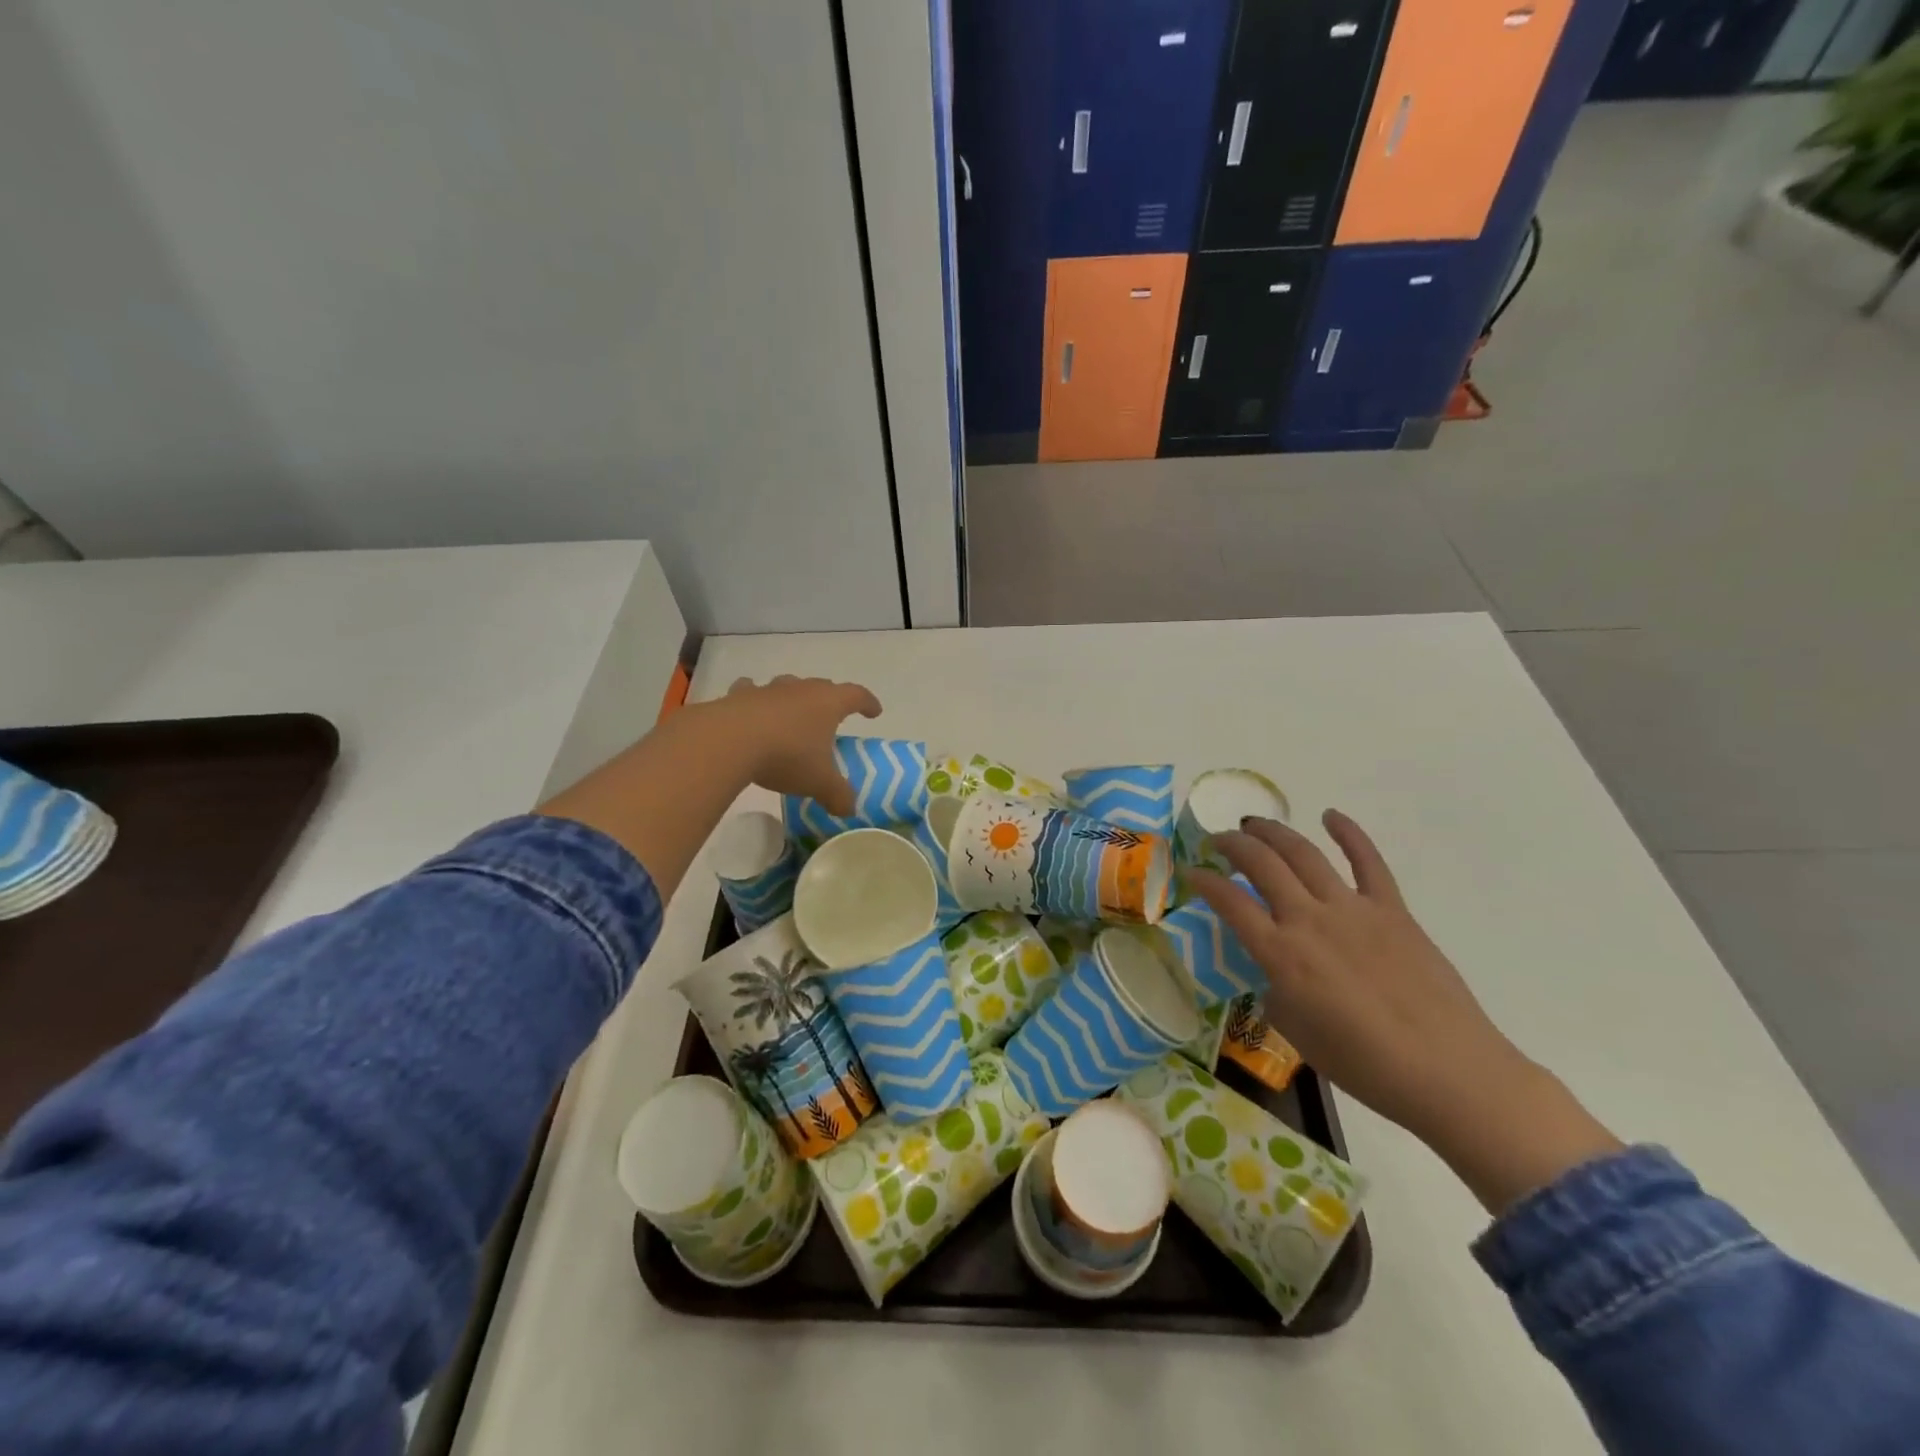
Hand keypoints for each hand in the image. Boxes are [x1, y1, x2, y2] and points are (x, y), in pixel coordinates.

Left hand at [717, 675, 881, 815]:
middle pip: (822, 687)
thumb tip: (849, 809)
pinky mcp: (739, 696)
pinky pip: (751, 691)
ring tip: (792, 714)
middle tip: (832, 716)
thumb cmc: (787, 756)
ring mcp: (769, 690)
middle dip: (830, 700)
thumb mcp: (819, 782)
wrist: (729, 741)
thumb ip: (838, 795)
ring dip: (793, 698)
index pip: (856, 695)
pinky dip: (754, 699)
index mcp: (828, 703)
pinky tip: (751, 708)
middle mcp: (801, 689)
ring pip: (788, 686)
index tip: (874, 712)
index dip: (868, 703)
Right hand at [1189, 811, 1621, 1213]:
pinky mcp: (1392, 910)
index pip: (1230, 902)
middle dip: (1233, 844)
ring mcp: (1353, 910)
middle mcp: (1310, 920)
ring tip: (1255, 824)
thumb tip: (1278, 970)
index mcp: (1282, 954)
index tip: (1191, 871)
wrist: (1448, 1073)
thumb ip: (1277, 989)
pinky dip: (1349, 834)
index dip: (1204, 881)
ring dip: (1274, 832)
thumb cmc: (1365, 1065)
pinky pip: (1368, 862)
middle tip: (1219, 840)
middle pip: (1262, 864)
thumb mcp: (1296, 1031)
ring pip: (1304, 854)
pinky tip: (1331, 816)